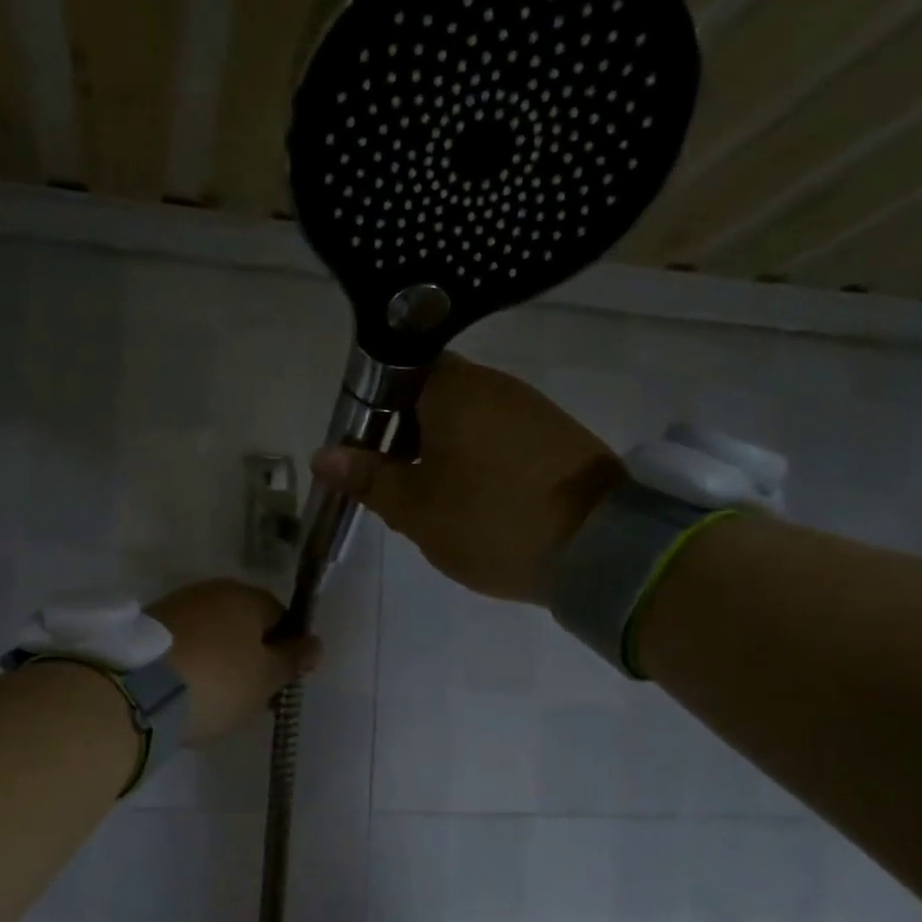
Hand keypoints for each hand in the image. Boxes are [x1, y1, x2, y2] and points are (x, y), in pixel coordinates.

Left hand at [148, 580, 320, 741]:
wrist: (137, 691)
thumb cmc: (217, 683)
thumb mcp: (265, 679)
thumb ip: (292, 659)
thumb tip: (315, 643)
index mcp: (246, 596)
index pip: (280, 616)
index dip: (285, 649)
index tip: (278, 682)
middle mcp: (211, 590)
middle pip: (243, 622)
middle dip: (250, 653)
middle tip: (248, 693)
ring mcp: (175, 605)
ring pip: (212, 632)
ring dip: (219, 657)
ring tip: (214, 696)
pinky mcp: (146, 626)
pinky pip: (183, 642)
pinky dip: (190, 661)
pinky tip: (186, 688)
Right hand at [310, 353, 622, 602]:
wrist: (600, 549)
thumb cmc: (490, 521)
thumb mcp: (416, 508)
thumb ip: (368, 478)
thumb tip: (322, 456)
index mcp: (453, 388)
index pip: (395, 372)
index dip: (370, 410)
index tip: (360, 451)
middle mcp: (494, 384)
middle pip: (429, 396)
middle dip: (402, 436)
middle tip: (390, 485)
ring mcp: (530, 408)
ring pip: (464, 419)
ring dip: (438, 451)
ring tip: (430, 500)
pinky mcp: (555, 436)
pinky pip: (497, 436)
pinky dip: (474, 460)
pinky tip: (473, 501)